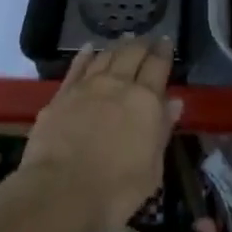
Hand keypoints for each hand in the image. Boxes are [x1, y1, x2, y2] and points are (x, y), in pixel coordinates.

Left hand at [10, 36, 181, 231]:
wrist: (58, 192)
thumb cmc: (113, 192)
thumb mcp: (150, 171)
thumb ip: (162, 132)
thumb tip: (174, 102)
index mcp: (144, 101)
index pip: (158, 66)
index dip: (164, 51)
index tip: (167, 41)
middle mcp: (118, 85)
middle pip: (132, 54)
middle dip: (143, 43)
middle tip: (148, 38)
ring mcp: (87, 87)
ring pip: (106, 56)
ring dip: (117, 46)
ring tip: (124, 39)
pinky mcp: (62, 95)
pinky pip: (76, 67)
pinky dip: (84, 55)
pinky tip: (88, 48)